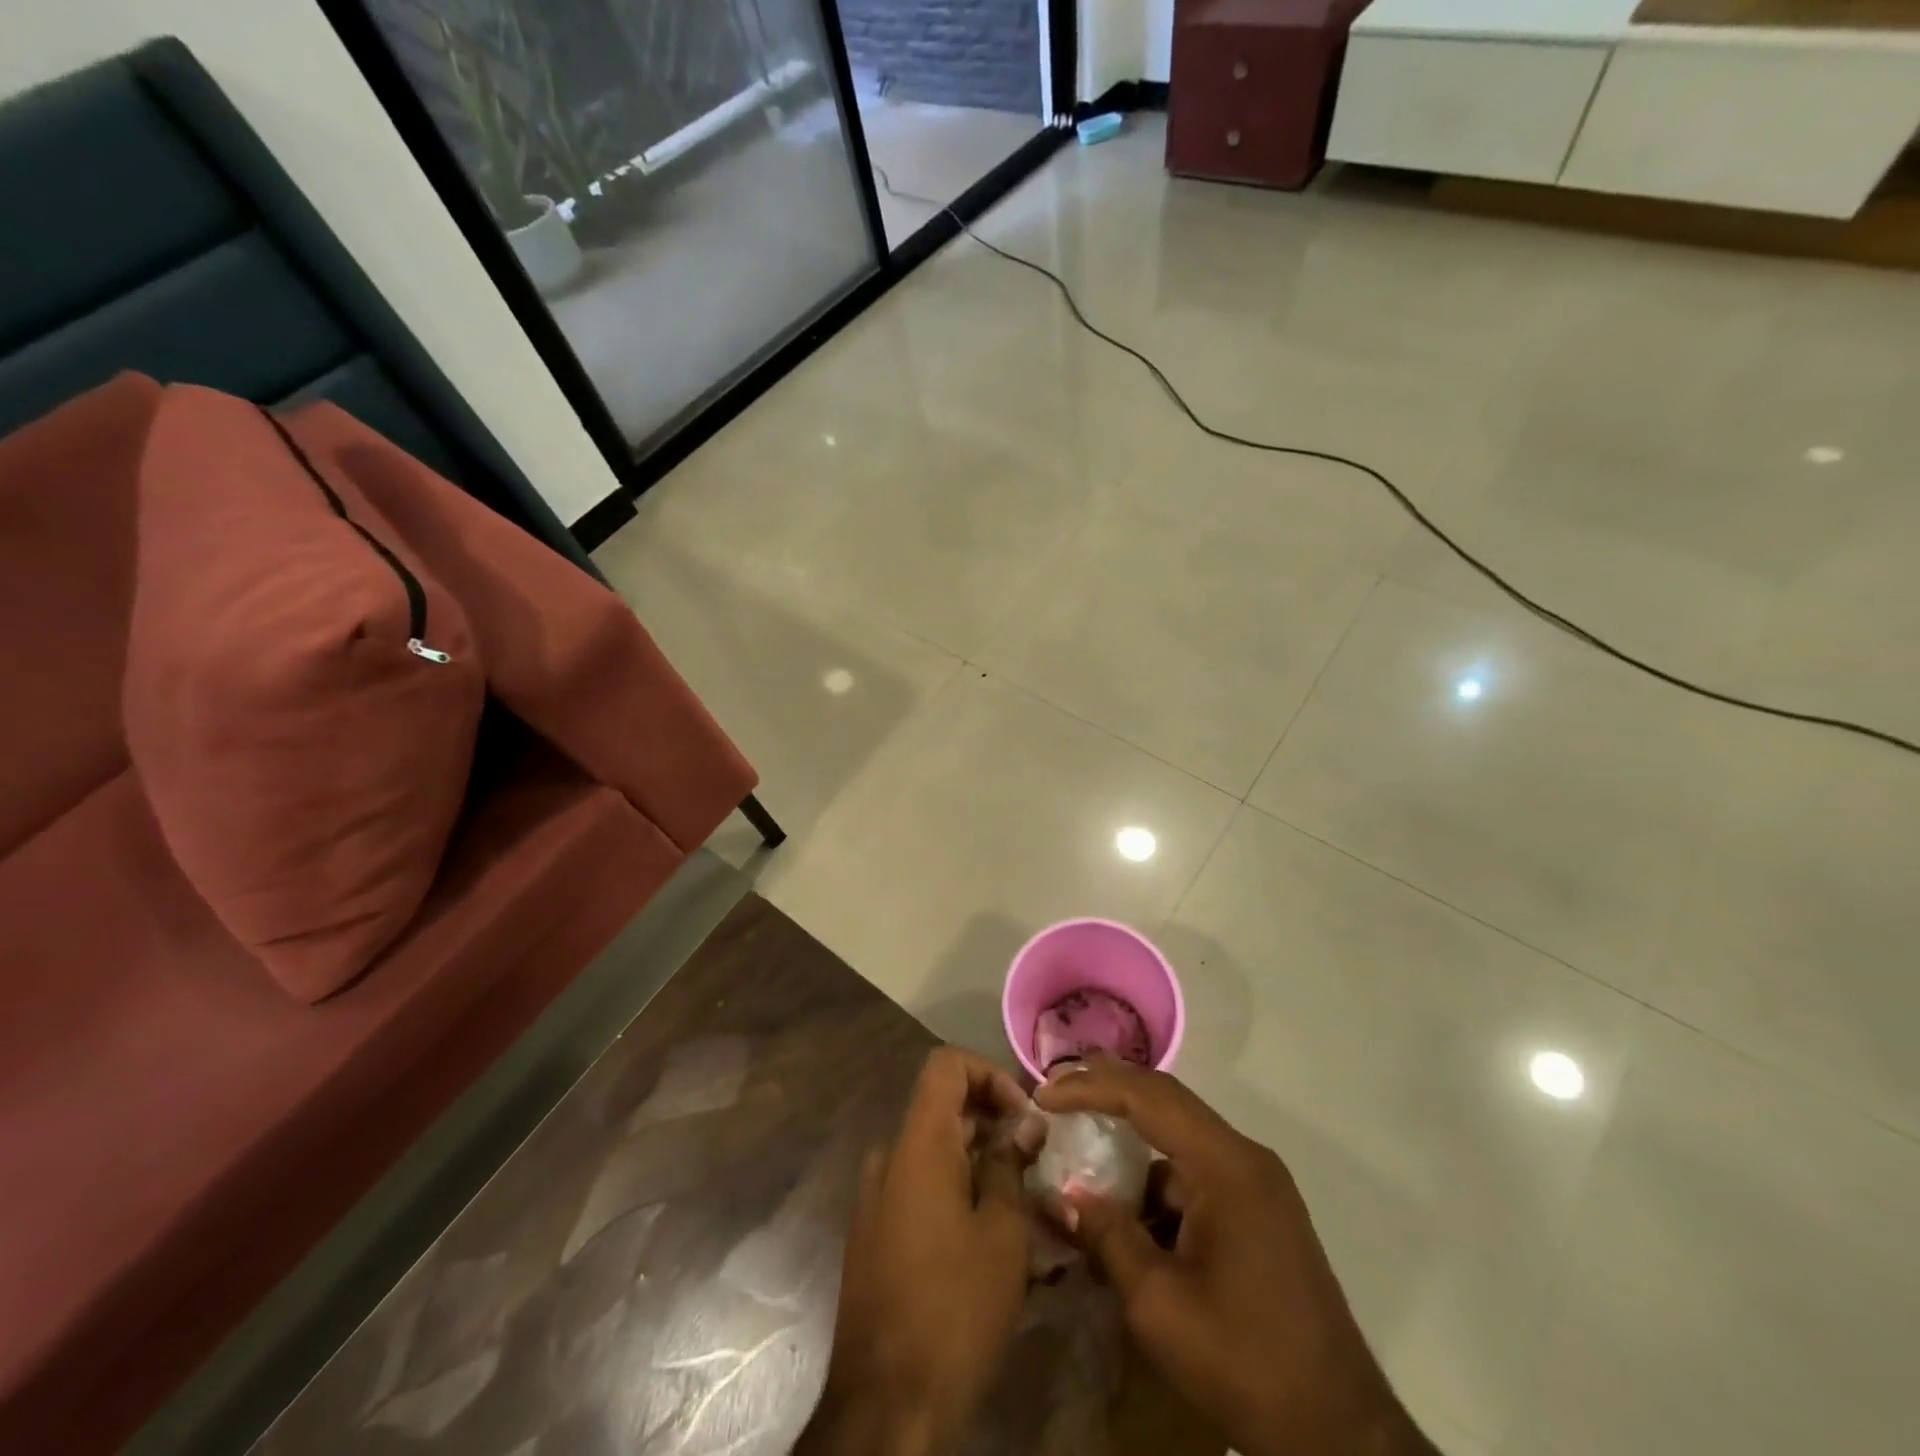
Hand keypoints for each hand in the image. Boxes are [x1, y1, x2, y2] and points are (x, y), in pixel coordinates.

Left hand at [797, 1047, 1036, 1455]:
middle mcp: (889, 1157)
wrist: (885, 1404)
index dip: (990, 1074)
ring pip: (934, 1152)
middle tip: (1037, 1161)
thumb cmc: (954, 1307)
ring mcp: (875, 1197)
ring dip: (978, 1161)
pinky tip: (988, 1237)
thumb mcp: (1002, 1233)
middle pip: (942, 1107)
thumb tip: (1022, 1125)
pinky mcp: (873, 1234)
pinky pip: (918, 1187)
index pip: (946, 1064)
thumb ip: (1010, 1166)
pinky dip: (955, 1190)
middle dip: (993, 1122)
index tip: (1024, 1117)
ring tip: (1023, 1202)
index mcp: (917, 1143)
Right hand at [1038, 1057, 1434, 1455]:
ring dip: (1131, 1136)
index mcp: (1227, 1166)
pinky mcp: (1259, 1212)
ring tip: (1082, 1141)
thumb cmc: (1245, 1362)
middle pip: (1167, 1101)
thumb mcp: (1159, 1304)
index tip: (1044, 1095)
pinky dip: (1156, 1177)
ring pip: (1181, 1137)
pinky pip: (1197, 1172)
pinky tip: (1126, 1204)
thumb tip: (1064, 1197)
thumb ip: (1108, 1238)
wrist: (1340, 1435)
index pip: (1148, 1097)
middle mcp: (1246, 1158)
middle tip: (1058, 1090)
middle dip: (1109, 1089)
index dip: (1091, 1087)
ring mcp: (1258, 1184)